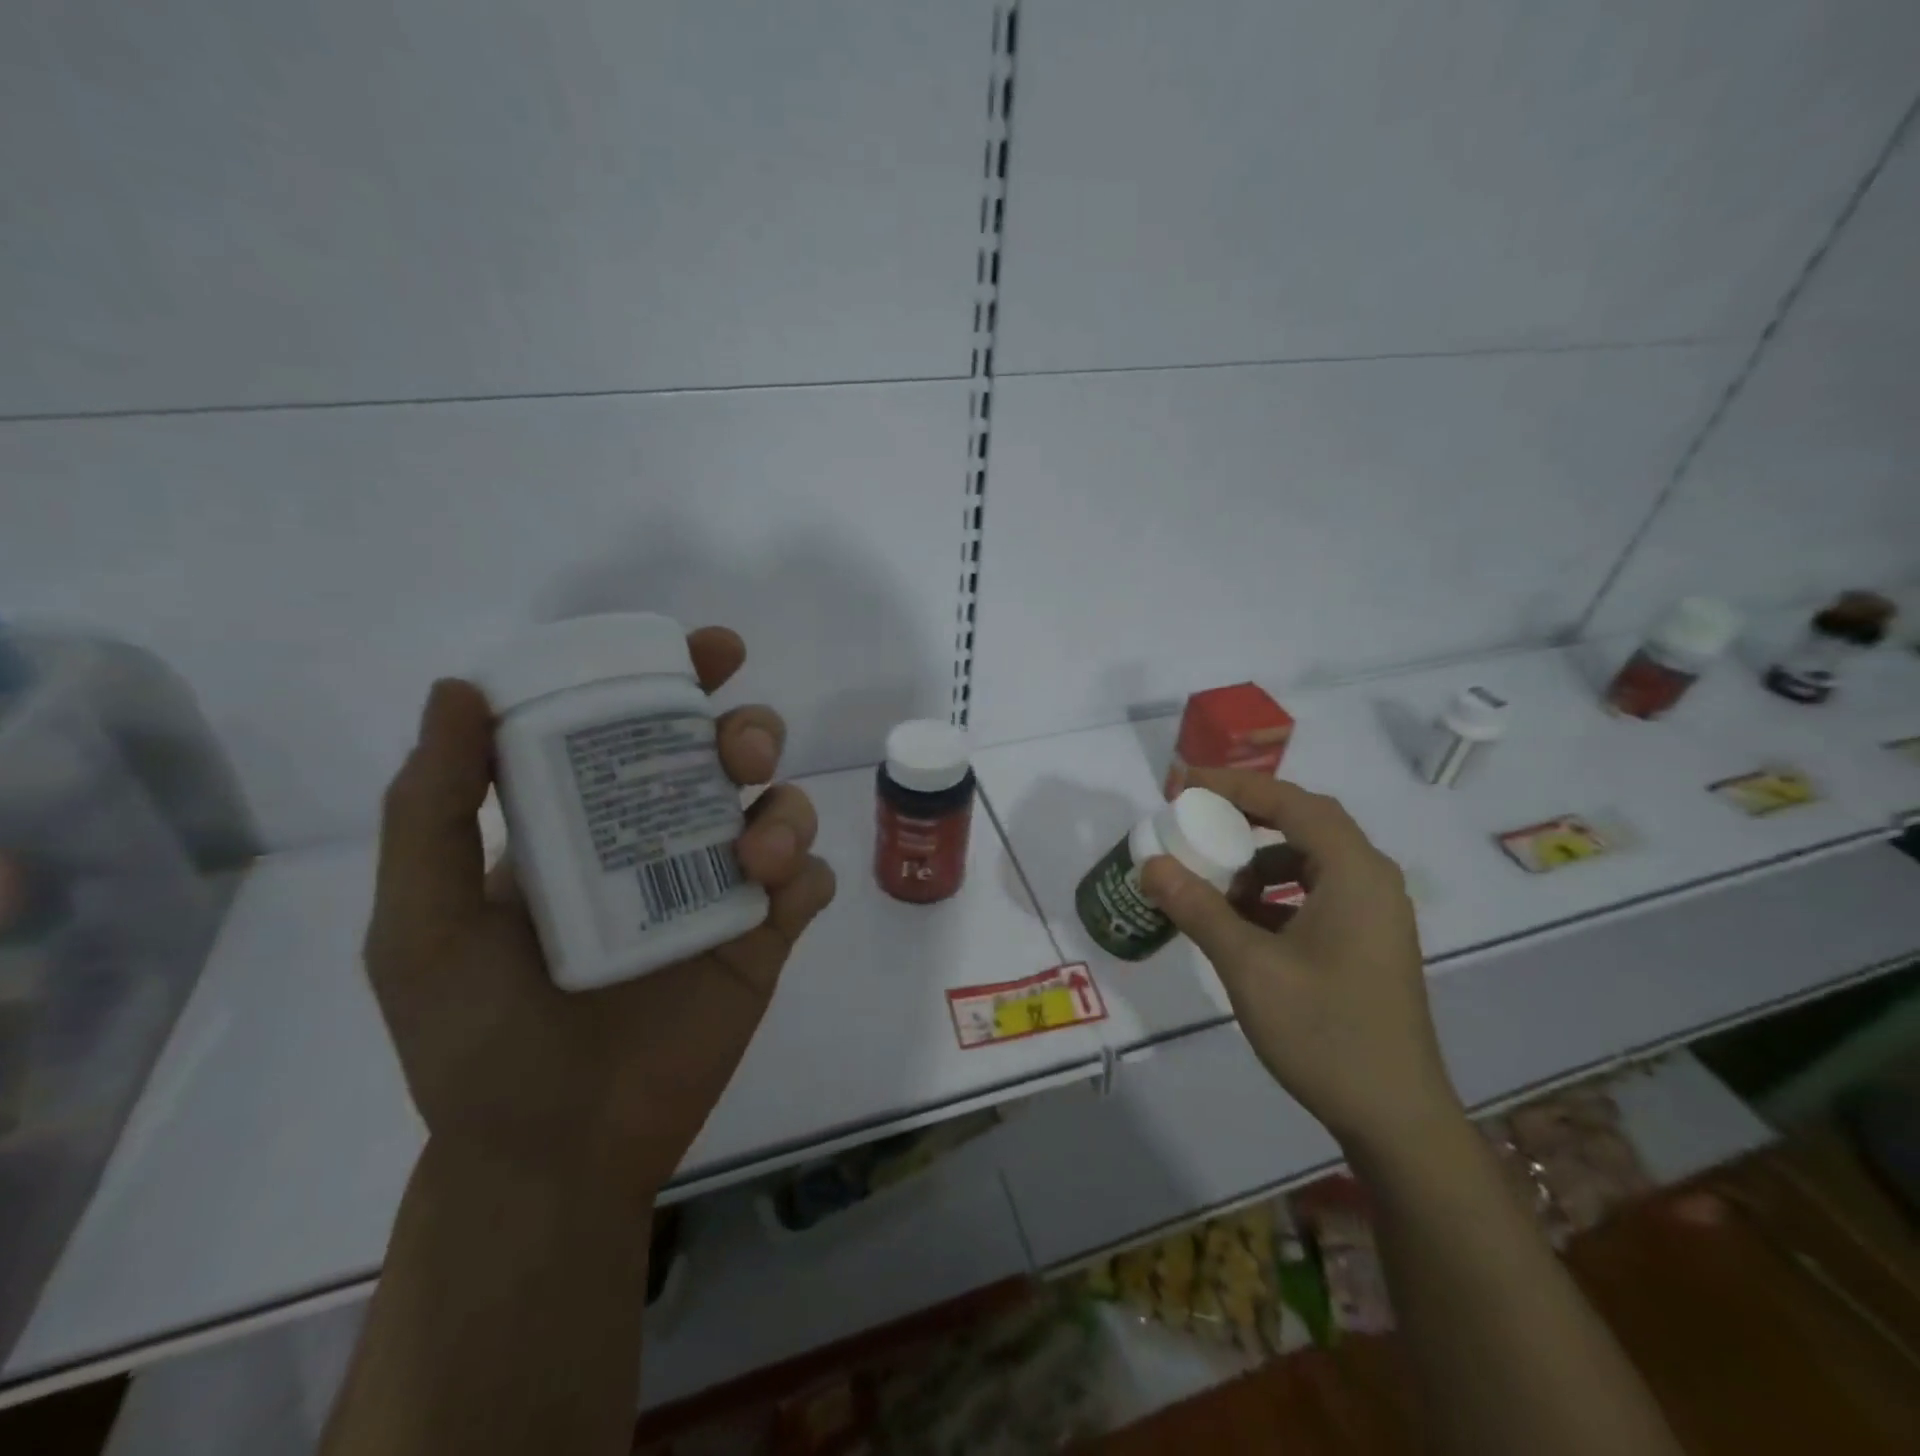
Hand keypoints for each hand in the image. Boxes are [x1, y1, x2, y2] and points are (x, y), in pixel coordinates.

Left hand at [364, 627, 835, 1200]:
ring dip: (786, 809)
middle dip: (752, 732)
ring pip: (785, 809)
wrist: (552, 1151)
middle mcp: (667, 840)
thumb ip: (431, 809)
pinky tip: (777, 896)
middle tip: (740, 754)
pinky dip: (807, 874)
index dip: (685, 676)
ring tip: (754, 853)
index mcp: (594, 822)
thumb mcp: (424, 923)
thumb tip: (461, 688)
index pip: (646, 725)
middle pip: (734, 755)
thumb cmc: (477, 1039)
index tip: (715, 650)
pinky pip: (812, 884)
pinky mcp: (766, 940)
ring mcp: (723, 889)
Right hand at [1140, 768, 1460, 1154]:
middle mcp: (1371, 880)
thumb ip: (1197, 908)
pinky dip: (1274, 893)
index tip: (1183, 784)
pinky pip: (1315, 893)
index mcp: (1355, 873)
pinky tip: (1241, 922)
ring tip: (1213, 881)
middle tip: (1195, 818)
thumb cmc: (1325, 1032)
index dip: (1235, 785)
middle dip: (1245, 816)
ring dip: (1258, 860)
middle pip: (1304, 822)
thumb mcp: (1249, 966)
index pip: (1291, 802)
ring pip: (1309, 859)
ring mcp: (1373, 913)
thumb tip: (1150, 864)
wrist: (1395, 1119)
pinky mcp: (1366, 940)